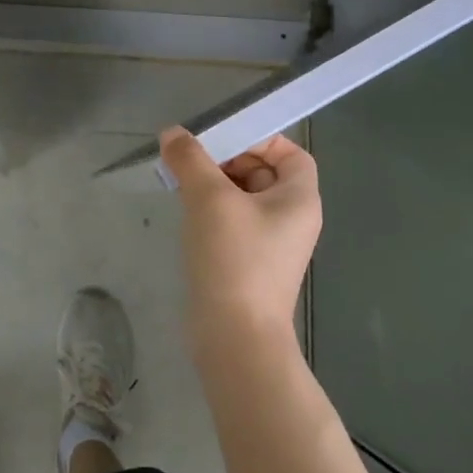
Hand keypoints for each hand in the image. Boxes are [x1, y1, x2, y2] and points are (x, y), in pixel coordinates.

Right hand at [159, 127, 321, 350]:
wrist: (234, 338)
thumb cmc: (233, 258)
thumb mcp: (209, 198)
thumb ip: (190, 159)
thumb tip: (173, 133)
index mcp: (299, 199)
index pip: (290, 154)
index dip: (259, 140)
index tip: (221, 141)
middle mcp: (292, 220)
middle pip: (264, 173)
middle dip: (227, 161)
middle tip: (192, 161)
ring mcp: (271, 245)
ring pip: (244, 199)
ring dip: (214, 186)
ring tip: (182, 184)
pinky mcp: (249, 265)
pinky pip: (233, 224)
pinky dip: (212, 212)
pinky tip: (186, 215)